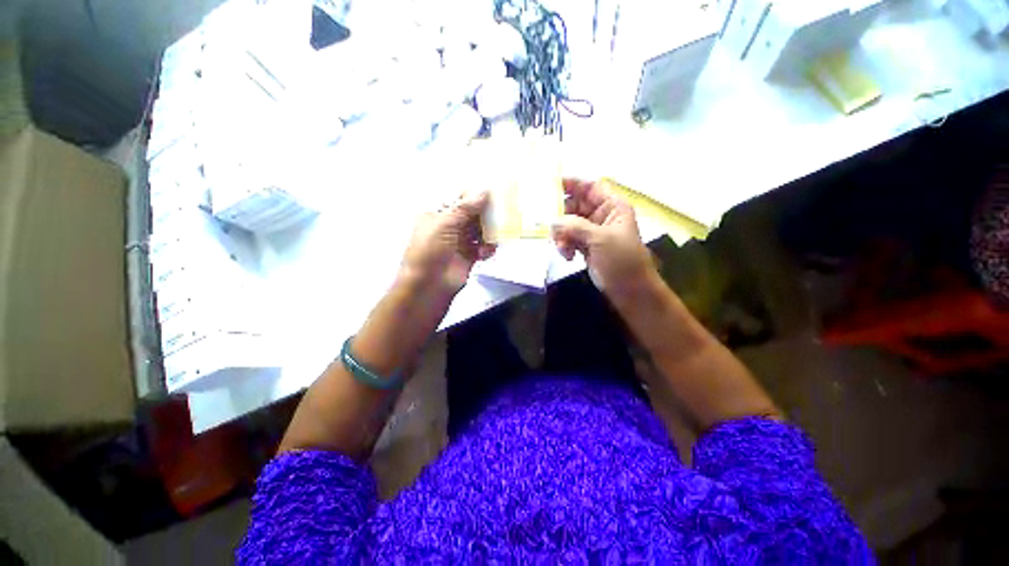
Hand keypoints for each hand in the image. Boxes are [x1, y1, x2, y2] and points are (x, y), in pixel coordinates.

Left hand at [399, 191, 495, 295]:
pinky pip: (482, 248)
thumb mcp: (444, 224)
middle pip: (472, 216)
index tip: (493, 193)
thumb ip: (465, 208)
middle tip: (501, 212)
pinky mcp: (468, 257)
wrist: (429, 285)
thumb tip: (483, 191)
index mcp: (437, 215)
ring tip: (496, 234)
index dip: (475, 196)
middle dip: (485, 214)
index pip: (459, 200)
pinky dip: (487, 248)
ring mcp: (459, 243)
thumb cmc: (429, 252)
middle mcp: (449, 228)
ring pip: (479, 231)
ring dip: (488, 232)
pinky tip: (486, 252)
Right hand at [552, 178, 653, 296]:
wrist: (630, 291)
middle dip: (561, 215)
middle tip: (548, 223)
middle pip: (574, 206)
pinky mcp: (585, 247)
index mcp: (612, 207)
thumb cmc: (622, 261)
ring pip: (568, 224)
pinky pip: (568, 239)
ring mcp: (592, 232)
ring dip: (561, 234)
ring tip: (561, 247)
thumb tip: (552, 221)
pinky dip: (564, 246)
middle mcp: (601, 216)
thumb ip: (575, 226)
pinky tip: (566, 256)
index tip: (550, 185)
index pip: (590, 187)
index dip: (572, 183)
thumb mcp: (601, 239)